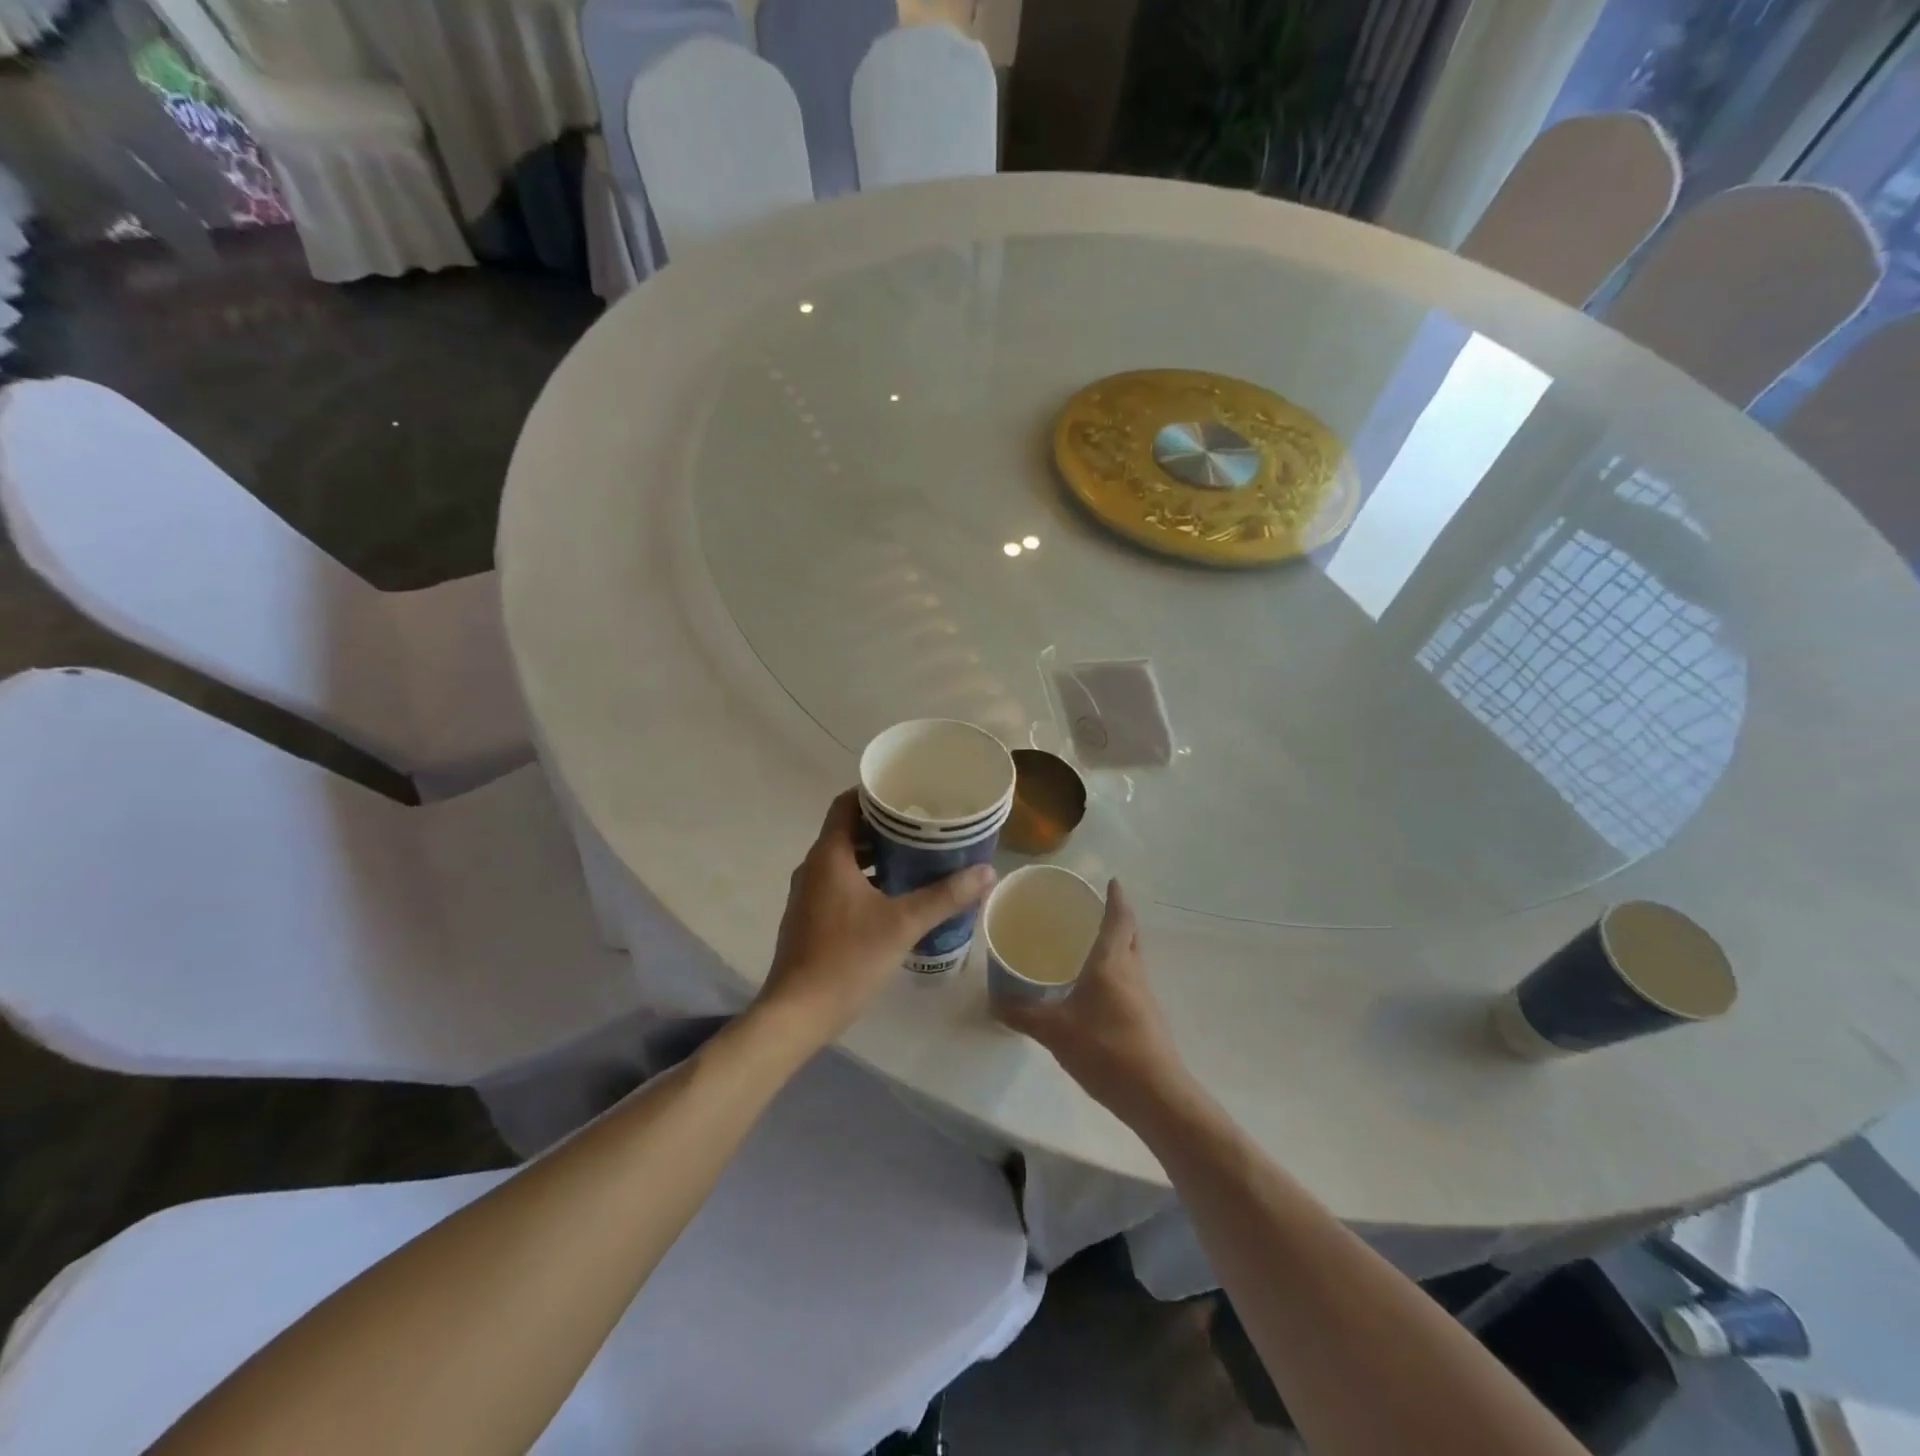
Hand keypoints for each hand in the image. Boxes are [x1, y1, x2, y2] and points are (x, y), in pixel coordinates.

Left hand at [756, 789, 994, 1043]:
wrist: (798, 1013)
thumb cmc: (847, 958)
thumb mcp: (903, 924)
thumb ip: (945, 896)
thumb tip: (987, 871)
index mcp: (828, 856)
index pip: (846, 805)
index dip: (873, 794)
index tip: (906, 792)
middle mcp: (813, 868)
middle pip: (847, 831)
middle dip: (883, 826)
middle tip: (922, 825)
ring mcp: (809, 895)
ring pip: (844, 860)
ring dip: (876, 855)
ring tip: (916, 856)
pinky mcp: (811, 919)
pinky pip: (840, 883)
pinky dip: (866, 879)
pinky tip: (896, 896)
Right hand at [992, 881, 1190, 1120]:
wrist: (1155, 1095)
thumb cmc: (1105, 1050)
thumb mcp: (1054, 1031)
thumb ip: (1022, 1014)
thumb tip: (991, 1001)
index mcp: (1112, 963)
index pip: (1119, 919)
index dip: (1116, 898)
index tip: (1112, 880)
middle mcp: (1132, 972)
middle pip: (1130, 935)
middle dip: (1117, 918)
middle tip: (1093, 910)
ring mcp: (1144, 996)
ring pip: (1132, 958)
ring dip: (1118, 946)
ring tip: (1090, 945)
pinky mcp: (1147, 1019)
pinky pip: (1131, 982)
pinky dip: (1117, 972)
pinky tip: (1096, 989)